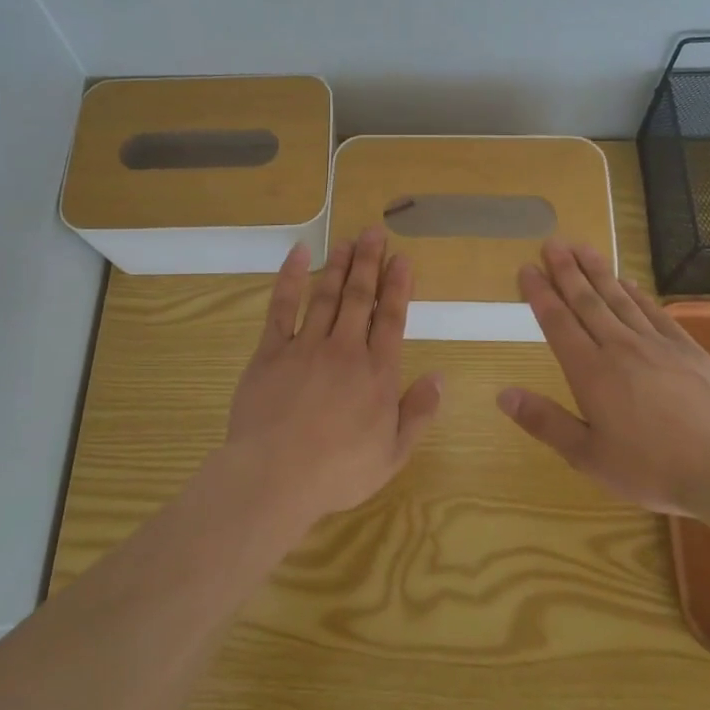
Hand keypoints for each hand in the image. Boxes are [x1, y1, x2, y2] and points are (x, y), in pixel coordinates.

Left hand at [223, 227, 443, 528]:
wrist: (276, 476)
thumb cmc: (338, 472)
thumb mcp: (393, 454)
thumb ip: (418, 413)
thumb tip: (439, 377)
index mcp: (377, 373)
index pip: (391, 318)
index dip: (398, 286)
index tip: (402, 258)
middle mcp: (345, 350)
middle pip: (360, 298)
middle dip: (369, 263)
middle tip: (374, 232)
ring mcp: (306, 347)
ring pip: (326, 295)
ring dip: (339, 265)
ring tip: (347, 241)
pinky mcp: (271, 352)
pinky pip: (282, 307)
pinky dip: (291, 278)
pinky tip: (298, 255)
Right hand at [496, 240, 709, 528]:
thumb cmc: (654, 470)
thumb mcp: (589, 458)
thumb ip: (545, 422)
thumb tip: (503, 393)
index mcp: (591, 373)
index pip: (558, 323)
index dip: (540, 294)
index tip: (527, 268)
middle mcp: (621, 348)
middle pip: (588, 301)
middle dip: (567, 271)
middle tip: (552, 243)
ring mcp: (659, 345)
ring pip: (620, 299)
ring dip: (598, 272)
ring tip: (582, 247)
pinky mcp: (690, 350)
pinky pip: (656, 312)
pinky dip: (638, 294)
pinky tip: (629, 282)